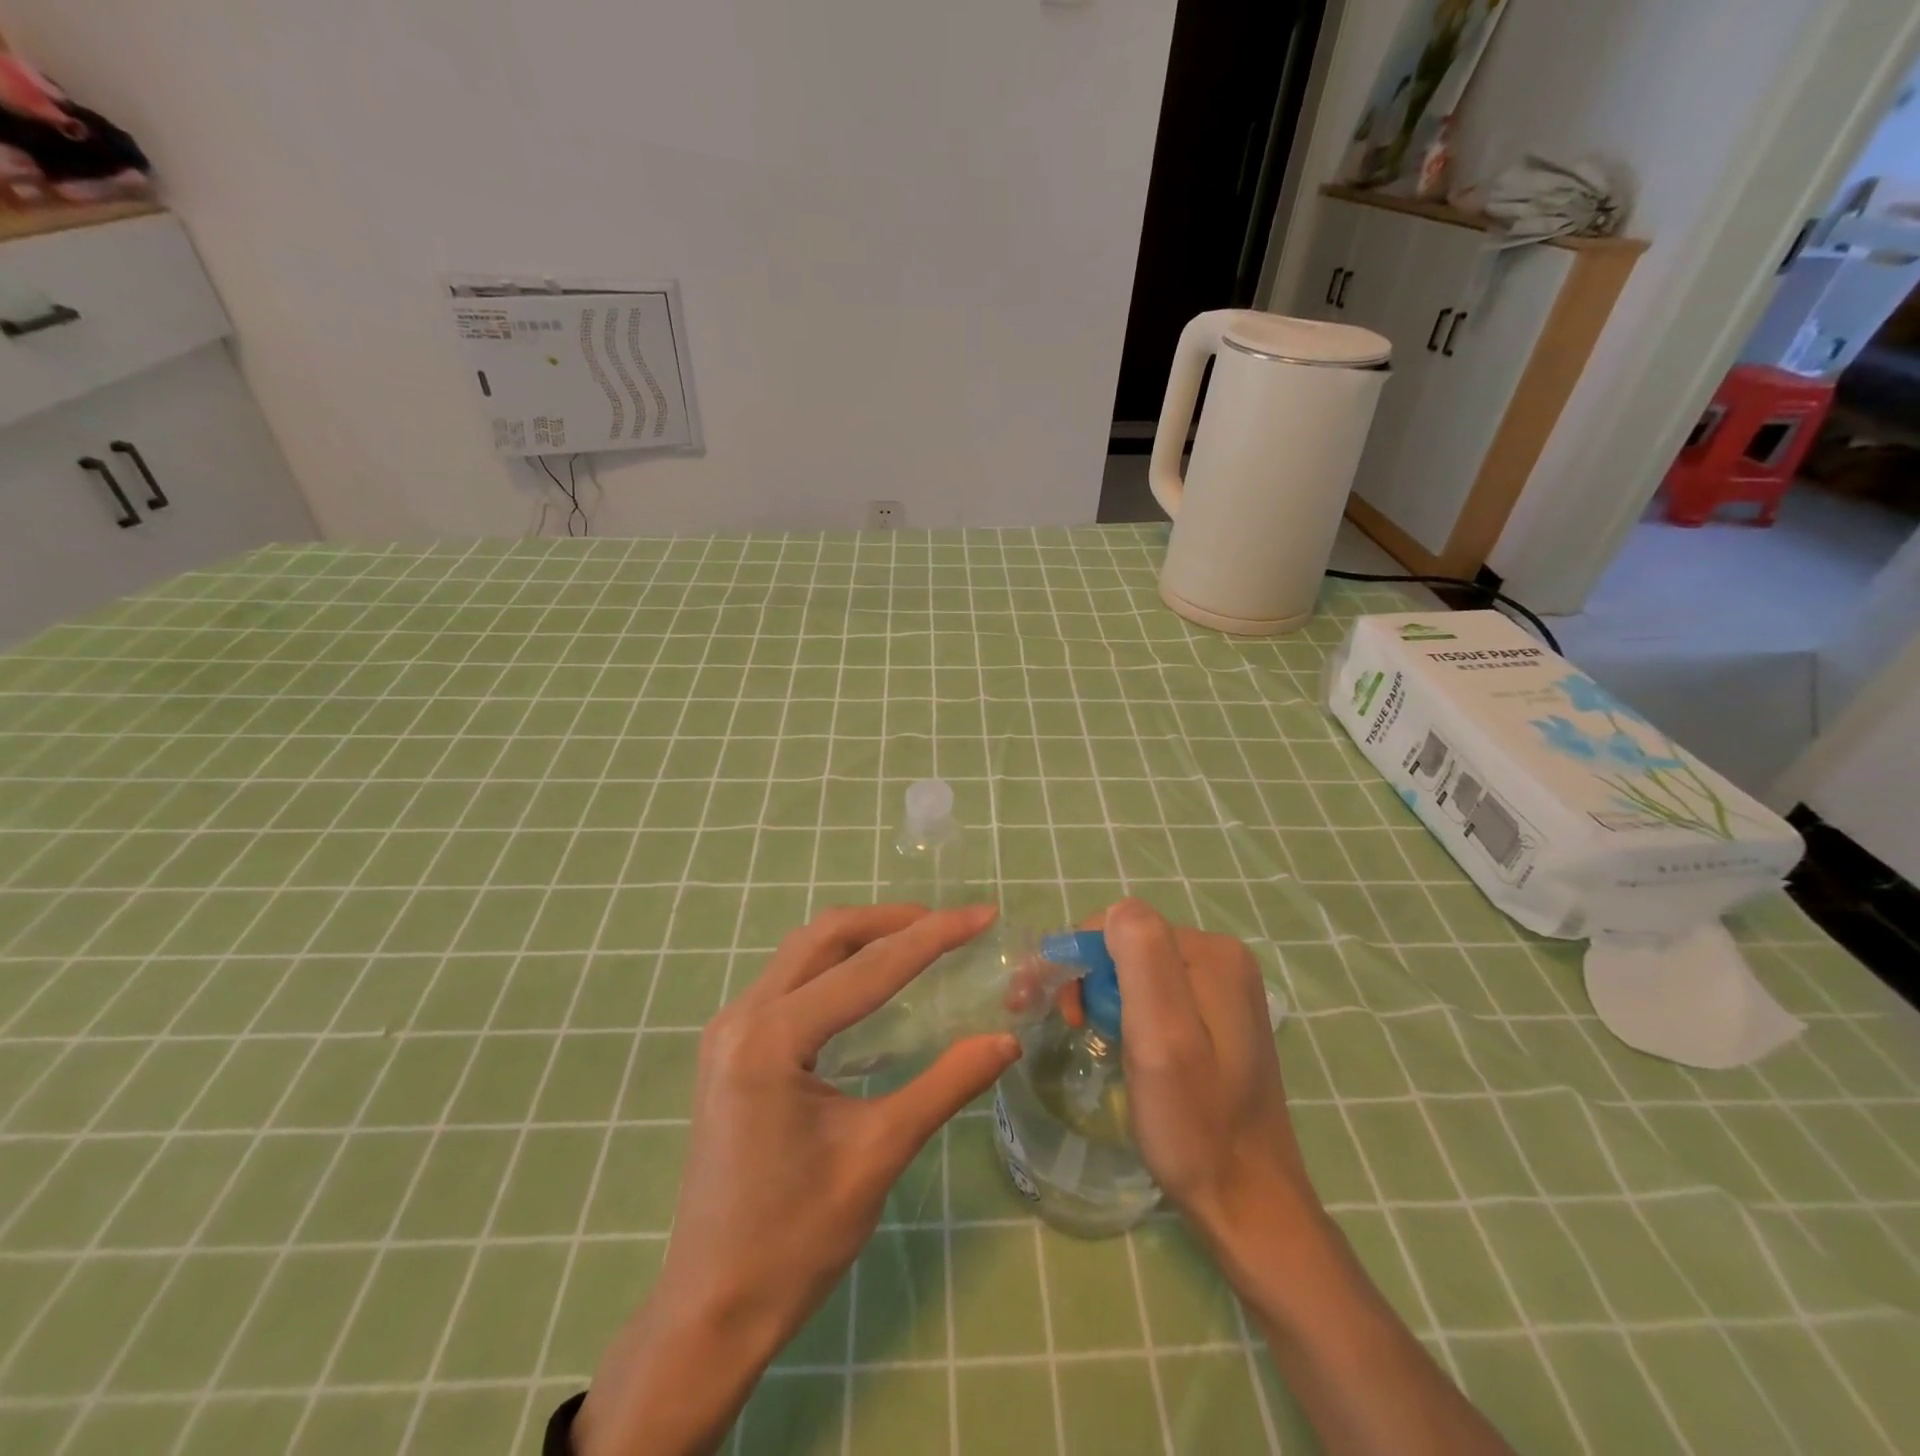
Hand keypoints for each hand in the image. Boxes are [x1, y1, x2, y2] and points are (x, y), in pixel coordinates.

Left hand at [577, 903, 1019, 1455]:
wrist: (711, 1310)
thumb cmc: (794, 1240)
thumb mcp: (878, 1156)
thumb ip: (945, 1086)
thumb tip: (1006, 1040)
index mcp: (771, 1039)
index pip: (867, 969)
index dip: (932, 937)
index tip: (982, 914)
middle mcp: (741, 1017)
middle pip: (824, 937)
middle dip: (890, 921)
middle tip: (948, 924)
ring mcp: (729, 1030)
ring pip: (802, 952)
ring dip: (861, 937)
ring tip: (918, 940)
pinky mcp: (730, 1048)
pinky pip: (789, 980)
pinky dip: (836, 965)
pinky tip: (869, 980)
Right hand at [1097, 902, 1518, 1455]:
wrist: (1248, 1205)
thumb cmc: (1194, 1123)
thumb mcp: (1161, 1036)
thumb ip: (1142, 959)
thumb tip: (1116, 911)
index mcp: (1212, 955)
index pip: (1120, 925)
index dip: (1077, 957)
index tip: (1043, 1001)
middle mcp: (1222, 960)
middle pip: (1129, 945)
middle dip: (1087, 977)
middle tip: (1067, 1025)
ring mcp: (1223, 990)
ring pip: (1138, 970)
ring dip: (1102, 996)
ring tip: (1089, 1037)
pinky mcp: (1217, 1019)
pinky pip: (1155, 995)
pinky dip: (1126, 1013)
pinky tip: (1122, 1045)